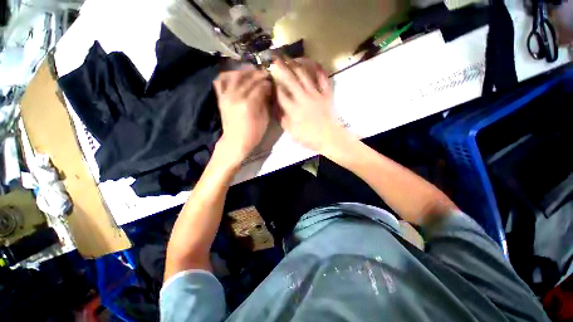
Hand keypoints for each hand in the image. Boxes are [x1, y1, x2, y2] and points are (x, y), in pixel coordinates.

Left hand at [213, 69, 271, 163]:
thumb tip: (267, 90)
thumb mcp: (265, 120)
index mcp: (249, 104)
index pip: (260, 87)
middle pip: (249, 79)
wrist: (235, 141)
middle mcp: (236, 97)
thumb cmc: (253, 134)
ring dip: (246, 72)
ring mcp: (226, 96)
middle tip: (266, 74)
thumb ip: (265, 102)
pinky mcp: (220, 98)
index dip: (267, 83)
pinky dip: (228, 75)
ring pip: (235, 76)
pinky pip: (221, 81)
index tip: (272, 82)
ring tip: (253, 73)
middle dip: (259, 75)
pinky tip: (236, 75)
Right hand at [272, 58, 343, 152]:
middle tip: (276, 59)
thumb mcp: (292, 133)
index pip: (280, 94)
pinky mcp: (326, 94)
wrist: (329, 137)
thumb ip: (283, 120)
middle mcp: (302, 98)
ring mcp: (315, 94)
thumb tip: (276, 109)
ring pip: (304, 76)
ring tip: (291, 58)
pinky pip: (323, 80)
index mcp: (293, 109)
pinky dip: (319, 71)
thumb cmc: (309, 138)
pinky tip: (315, 63)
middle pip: (290, 80)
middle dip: (281, 68)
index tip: (270, 77)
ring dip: (297, 66)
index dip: (274, 84)